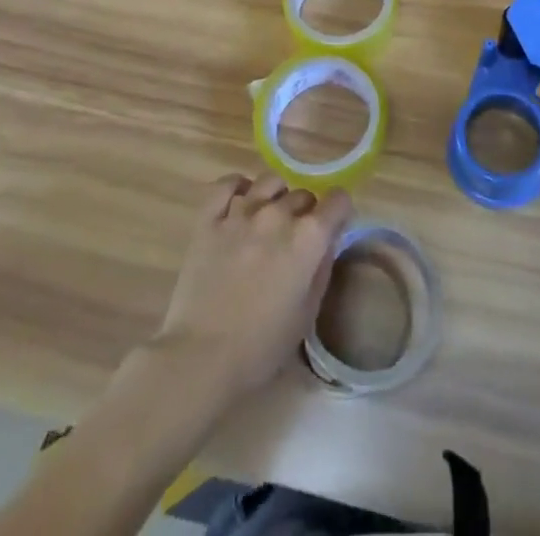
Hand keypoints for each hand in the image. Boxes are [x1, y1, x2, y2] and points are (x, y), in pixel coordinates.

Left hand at [149, 173, 352, 405]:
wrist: (201, 358)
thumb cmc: (261, 347)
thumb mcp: (307, 314)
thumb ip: (322, 269)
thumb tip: (327, 241)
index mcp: (308, 238)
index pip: (338, 200)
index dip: (339, 212)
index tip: (333, 227)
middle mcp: (277, 214)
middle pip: (302, 194)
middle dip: (305, 211)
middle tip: (295, 239)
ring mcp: (241, 212)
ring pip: (269, 182)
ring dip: (275, 197)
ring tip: (268, 219)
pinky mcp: (209, 218)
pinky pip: (227, 184)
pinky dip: (237, 187)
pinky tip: (239, 201)